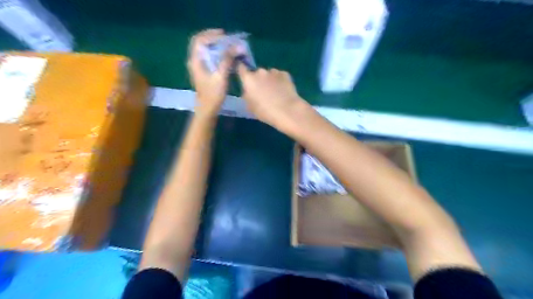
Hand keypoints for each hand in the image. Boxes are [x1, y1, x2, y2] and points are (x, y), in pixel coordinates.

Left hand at [188, 28, 231, 116]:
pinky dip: (215, 53)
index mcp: (196, 61)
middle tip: (225, 37)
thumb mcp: (221, 77)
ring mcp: (197, 67)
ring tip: (226, 45)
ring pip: (203, 49)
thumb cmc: (213, 94)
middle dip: (212, 38)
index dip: (211, 35)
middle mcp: (194, 61)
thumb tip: (236, 46)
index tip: (224, 35)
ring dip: (214, 45)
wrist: (207, 109)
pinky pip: (207, 56)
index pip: (199, 40)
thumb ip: (227, 60)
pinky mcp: (202, 72)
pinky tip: (224, 56)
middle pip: (200, 43)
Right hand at [236, 66, 308, 132]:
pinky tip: (283, 91)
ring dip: (270, 80)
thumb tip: (249, 90)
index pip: (241, 68)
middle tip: (262, 91)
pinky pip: (279, 76)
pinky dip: (280, 81)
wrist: (287, 111)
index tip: (244, 77)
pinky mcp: (285, 74)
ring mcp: (273, 71)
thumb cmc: (265, 112)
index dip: (242, 71)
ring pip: (269, 74)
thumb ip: (247, 94)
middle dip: (258, 80)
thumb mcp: (249, 106)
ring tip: (275, 93)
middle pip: (256, 73)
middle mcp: (260, 72)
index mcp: (248, 79)